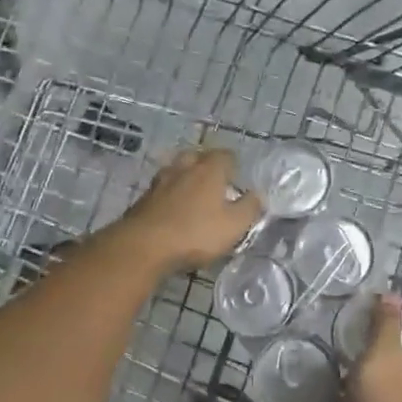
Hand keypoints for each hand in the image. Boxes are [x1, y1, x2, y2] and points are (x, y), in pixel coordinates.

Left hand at [115, 147, 262, 272]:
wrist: (143, 246)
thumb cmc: (195, 234)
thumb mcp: (234, 226)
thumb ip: (249, 208)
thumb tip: (257, 195)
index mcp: (209, 170)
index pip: (225, 155)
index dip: (233, 165)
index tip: (238, 179)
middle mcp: (183, 168)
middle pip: (197, 157)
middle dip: (207, 166)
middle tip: (216, 183)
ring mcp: (160, 182)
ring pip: (176, 171)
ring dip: (185, 178)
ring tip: (194, 195)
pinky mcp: (143, 199)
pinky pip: (162, 189)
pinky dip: (170, 195)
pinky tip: (173, 210)